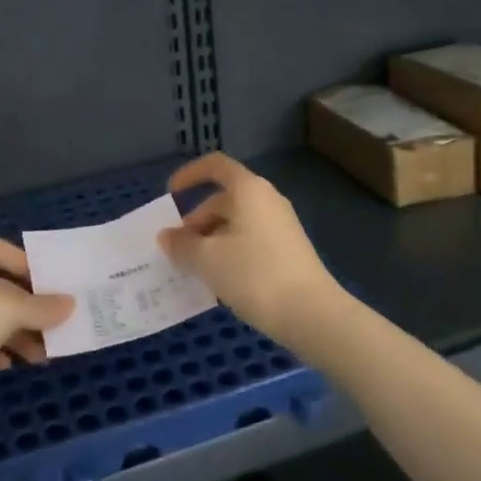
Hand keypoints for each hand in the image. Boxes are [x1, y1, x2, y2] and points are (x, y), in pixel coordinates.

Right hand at [158, 153, 340, 347]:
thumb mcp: (207, 259)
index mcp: (248, 189)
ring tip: (196, 269)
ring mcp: (282, 226)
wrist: (313, 315)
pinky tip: (222, 281)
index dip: (189, 174)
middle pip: (224, 199)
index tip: (171, 195)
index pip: (215, 166)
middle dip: (197, 220)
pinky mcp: (289, 251)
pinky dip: (230, 252)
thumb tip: (166, 236)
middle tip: (179, 249)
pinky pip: (251, 240)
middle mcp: (267, 200)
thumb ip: (181, 245)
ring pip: (237, 222)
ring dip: (212, 239)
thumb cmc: (254, 274)